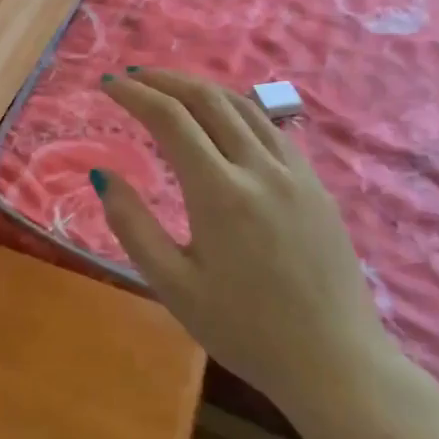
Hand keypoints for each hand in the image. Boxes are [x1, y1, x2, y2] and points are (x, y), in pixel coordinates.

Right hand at [90, 69, 400, 433]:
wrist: (335, 363)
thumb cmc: (244, 329)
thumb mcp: (173, 285)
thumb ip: (132, 225)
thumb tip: (103, 175)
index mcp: (220, 192)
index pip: (170, 119)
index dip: (134, 94)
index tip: (107, 83)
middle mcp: (260, 168)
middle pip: (208, 99)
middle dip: (165, 79)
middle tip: (133, 76)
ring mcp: (295, 173)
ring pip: (244, 107)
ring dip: (202, 88)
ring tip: (171, 87)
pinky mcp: (316, 185)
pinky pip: (272, 128)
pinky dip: (237, 109)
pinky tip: (224, 120)